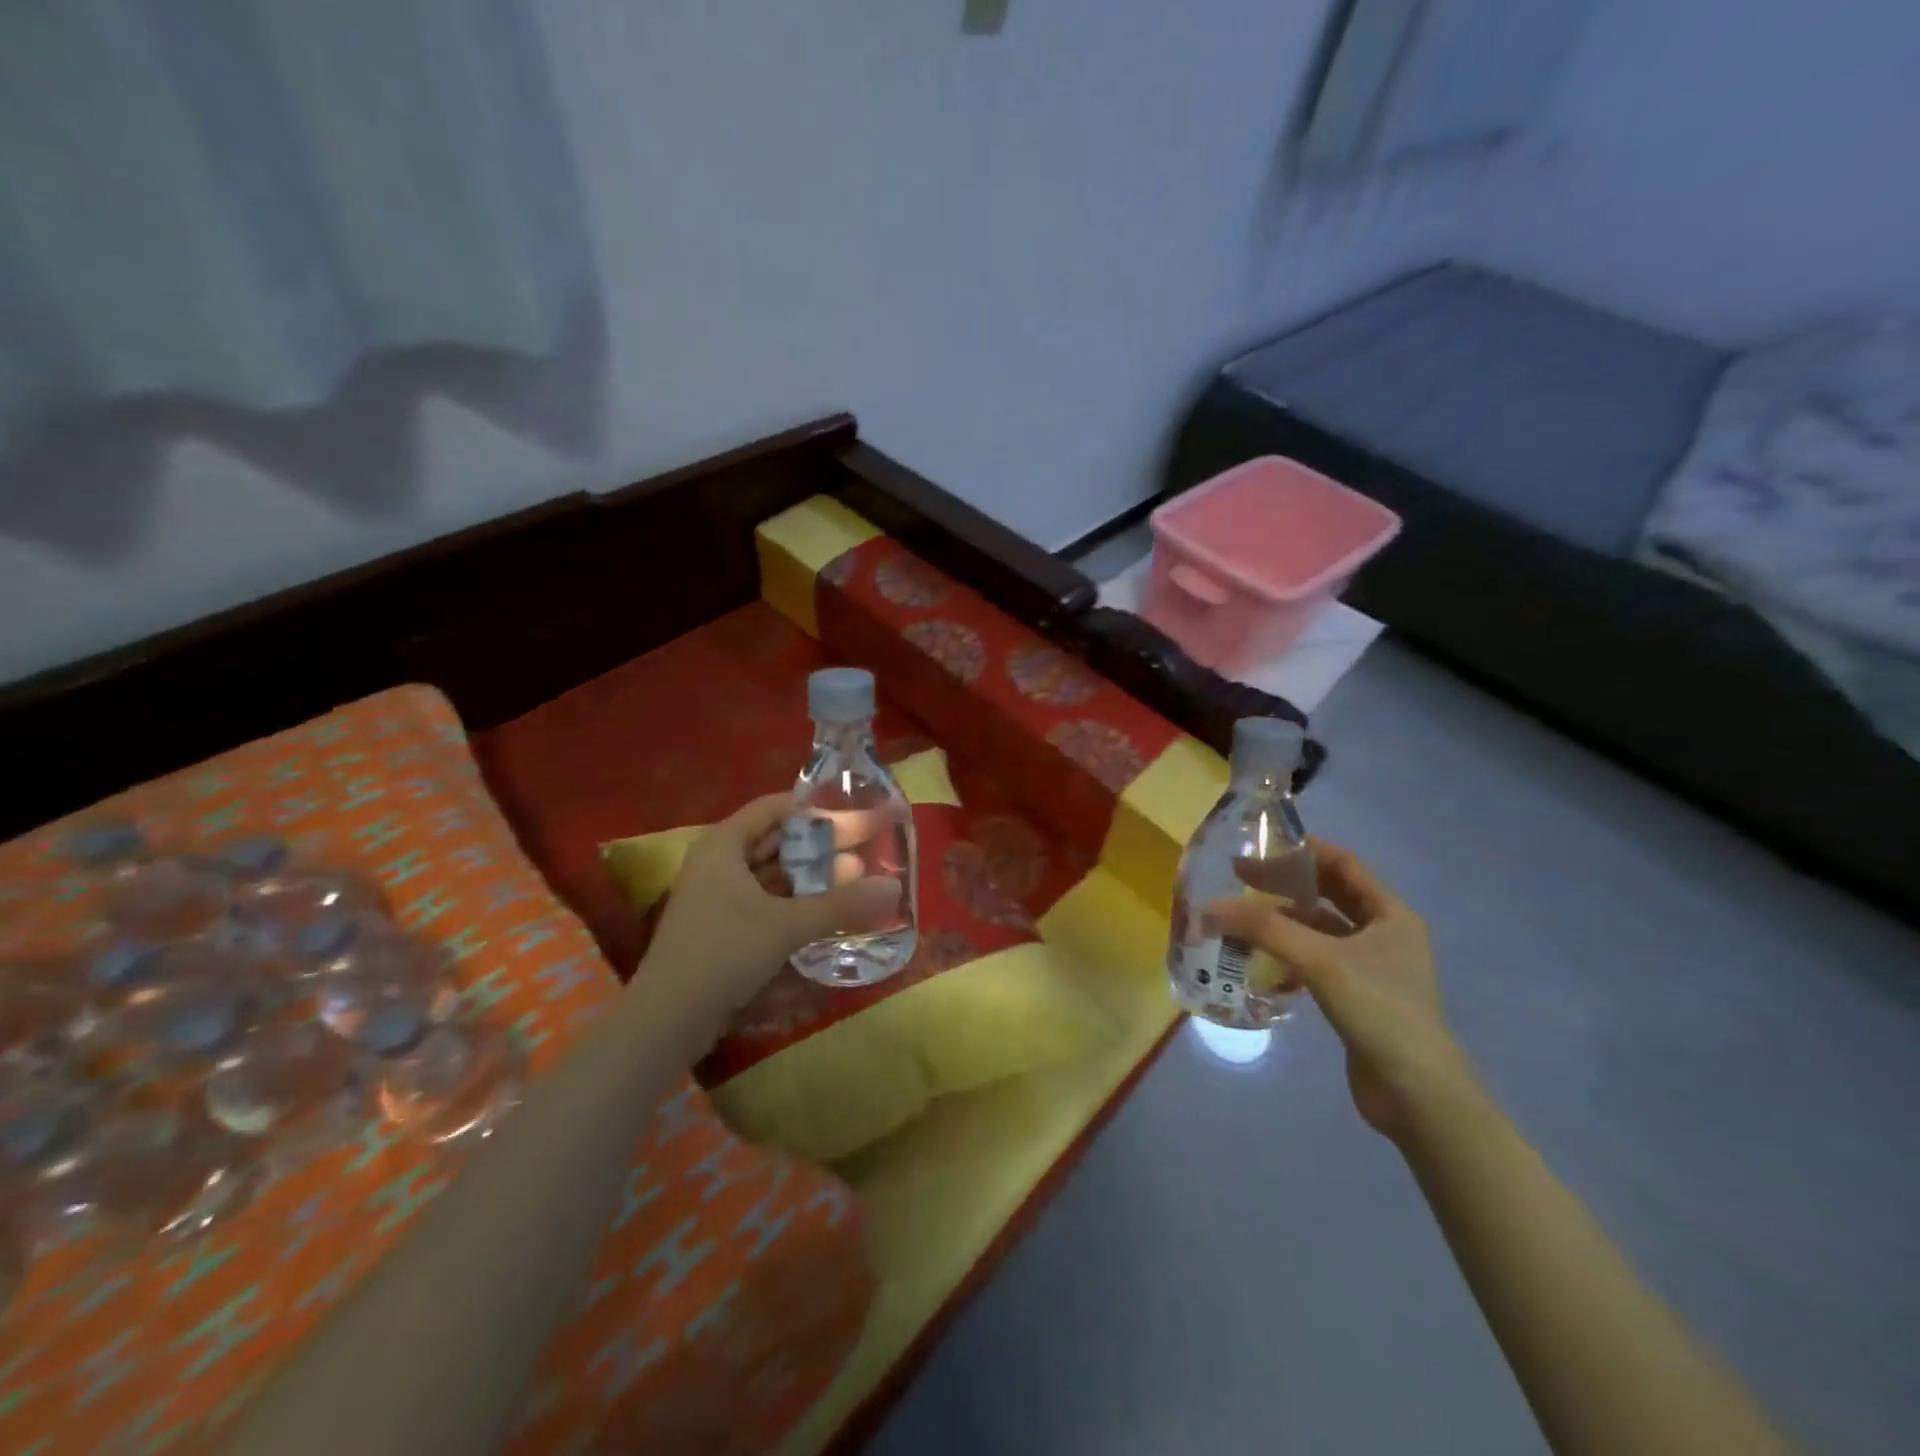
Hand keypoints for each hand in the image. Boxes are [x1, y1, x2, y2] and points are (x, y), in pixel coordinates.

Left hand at [641, 792, 902, 1031]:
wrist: (667, 1020)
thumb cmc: (724, 953)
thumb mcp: (787, 925)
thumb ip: (841, 904)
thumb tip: (894, 887)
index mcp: (723, 844)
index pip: (774, 808)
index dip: (814, 809)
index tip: (853, 816)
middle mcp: (717, 862)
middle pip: (773, 840)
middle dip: (817, 845)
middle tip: (861, 848)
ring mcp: (716, 895)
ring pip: (769, 873)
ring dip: (807, 876)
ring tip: (852, 878)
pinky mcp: (720, 926)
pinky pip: (763, 899)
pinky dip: (793, 901)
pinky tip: (824, 909)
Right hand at [1208, 838, 1467, 1140]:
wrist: (1416, 1093)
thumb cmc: (1378, 1010)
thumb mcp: (1320, 960)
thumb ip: (1265, 929)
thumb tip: (1209, 907)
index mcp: (1391, 915)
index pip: (1344, 865)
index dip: (1305, 850)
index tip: (1262, 844)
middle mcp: (1385, 936)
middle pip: (1329, 897)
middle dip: (1286, 885)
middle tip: (1240, 879)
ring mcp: (1372, 969)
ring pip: (1320, 931)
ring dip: (1284, 922)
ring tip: (1242, 918)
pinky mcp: (1356, 998)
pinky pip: (1316, 963)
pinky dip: (1289, 956)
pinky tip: (1260, 962)